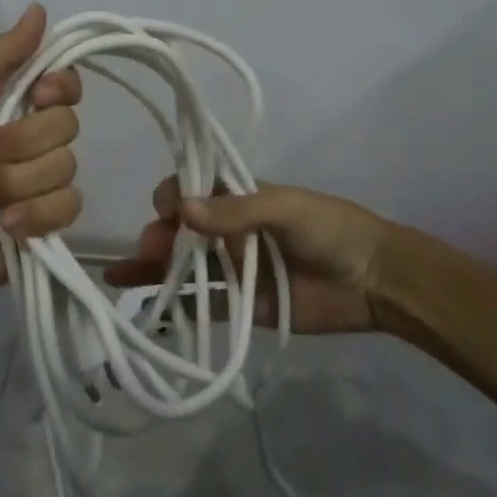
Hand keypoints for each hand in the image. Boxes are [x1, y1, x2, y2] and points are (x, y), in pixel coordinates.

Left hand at [0, 4, 82, 302]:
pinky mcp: (51, 219)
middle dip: (20, 144)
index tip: (35, 97)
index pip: (67, 83)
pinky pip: (69, 206)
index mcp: (16, 102)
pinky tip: (6, 223)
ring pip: (66, 168)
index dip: (59, 89)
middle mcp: (36, 137)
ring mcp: (45, 180)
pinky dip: (34, 215)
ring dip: (17, 183)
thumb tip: (40, 8)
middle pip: (68, 125)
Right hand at [104, 176, 395, 333]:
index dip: (173, 196)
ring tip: (121, 275)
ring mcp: (233, 269)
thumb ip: (236, 210)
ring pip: (182, 265)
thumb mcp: (286, 208)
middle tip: (150, 250)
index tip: (168, 211)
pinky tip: (141, 307)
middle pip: (180, 229)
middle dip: (158, 235)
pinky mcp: (241, 305)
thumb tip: (181, 209)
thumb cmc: (331, 229)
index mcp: (238, 197)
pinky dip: (173, 306)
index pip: (192, 189)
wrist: (374, 280)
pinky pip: (201, 304)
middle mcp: (229, 230)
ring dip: (151, 267)